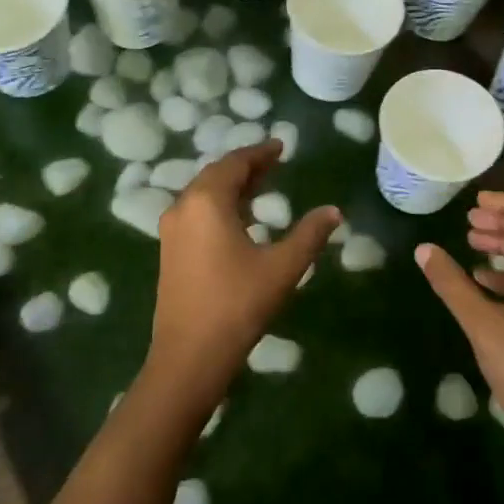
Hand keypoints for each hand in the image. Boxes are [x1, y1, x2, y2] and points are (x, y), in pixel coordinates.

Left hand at [147, 142, 338, 408]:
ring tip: (261, 185)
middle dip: (246, 166)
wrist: (189, 356)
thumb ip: (309, 234)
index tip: (280, 146)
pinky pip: (196, 212)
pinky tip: (239, 218)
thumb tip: (334, 211)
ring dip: (231, 185)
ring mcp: (172, 230)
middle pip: (216, 174)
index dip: (260, 153)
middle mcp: (183, 207)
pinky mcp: (170, 251)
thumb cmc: (237, 305)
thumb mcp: (282, 268)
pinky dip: (219, 204)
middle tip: (274, 162)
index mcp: (207, 201)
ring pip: (203, 193)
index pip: (235, 163)